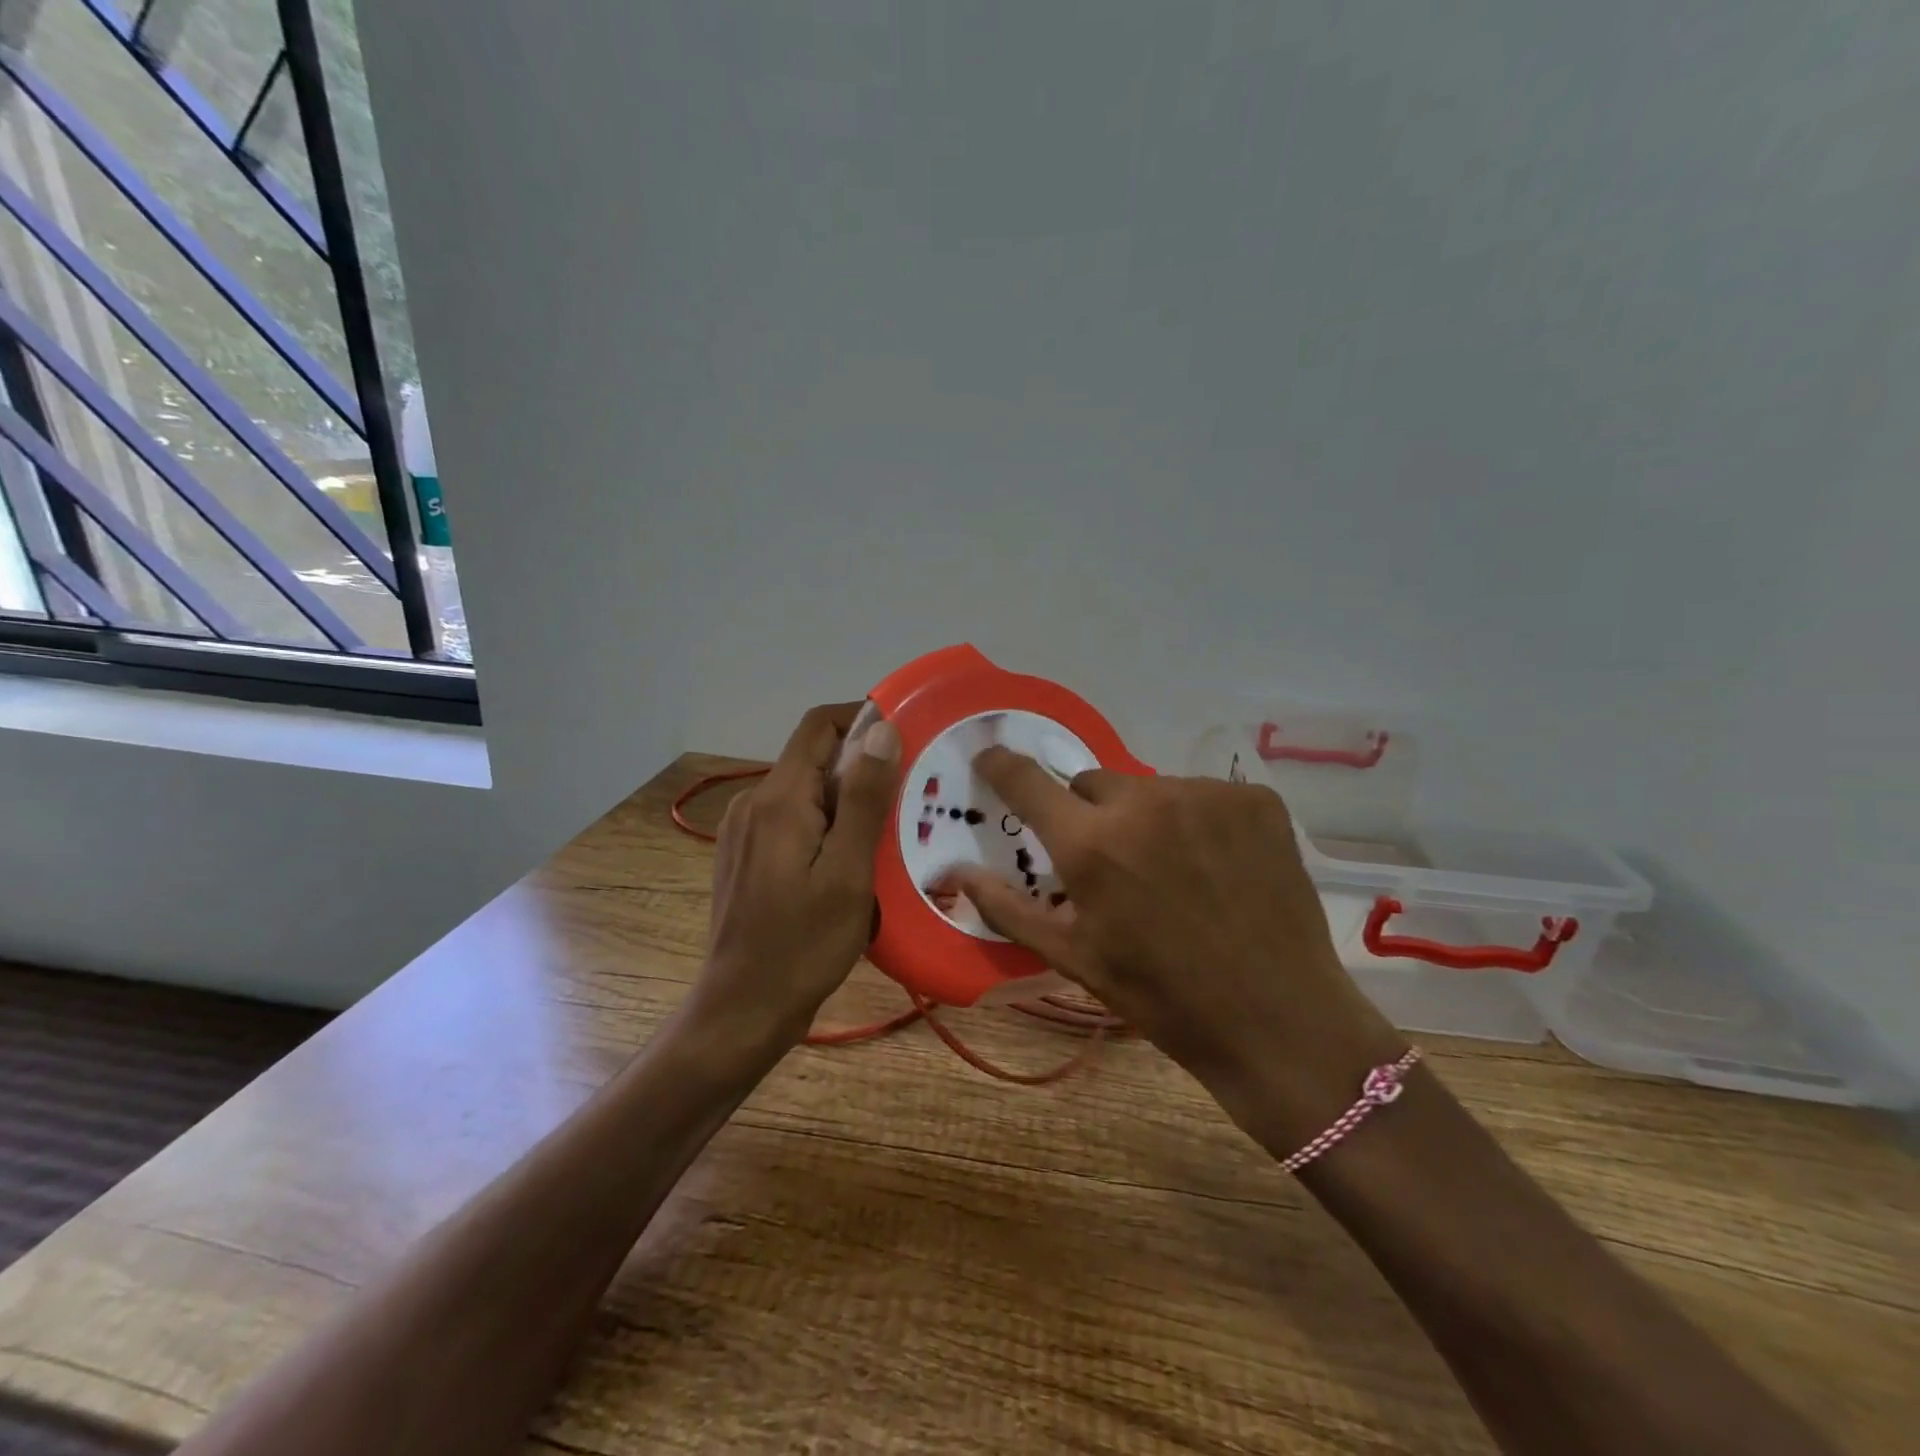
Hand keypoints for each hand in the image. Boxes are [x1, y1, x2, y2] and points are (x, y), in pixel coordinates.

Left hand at [697, 702, 901, 1047]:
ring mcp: (745, 832)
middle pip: (813, 759)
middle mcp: (754, 804)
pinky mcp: (745, 857)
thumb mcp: (848, 873)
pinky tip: (852, 865)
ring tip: (888, 836)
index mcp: (778, 799)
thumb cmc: (802, 945)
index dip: (861, 717)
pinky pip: (793, 823)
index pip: (818, 726)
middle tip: (909, 800)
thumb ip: (864, 798)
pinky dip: (827, 828)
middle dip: (862, 769)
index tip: (906, 736)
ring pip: (806, 793)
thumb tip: (881, 729)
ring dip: (847, 803)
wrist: (742, 1010)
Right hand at [937, 750, 1405, 1149]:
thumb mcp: (1074, 958)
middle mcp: (1145, 802)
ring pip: (1152, 789)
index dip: (1002, 766)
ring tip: (1176, 872)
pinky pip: (1205, 795)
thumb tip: (956, 873)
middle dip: (1093, 815)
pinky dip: (1201, 821)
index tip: (990, 758)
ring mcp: (1207, 795)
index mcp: (1091, 844)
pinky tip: (1219, 866)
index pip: (1027, 781)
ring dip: (1149, 818)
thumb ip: (1008, 908)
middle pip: (1095, 783)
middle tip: (1115, 864)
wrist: (1277, 1020)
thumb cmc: (1161, 996)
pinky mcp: (1256, 799)